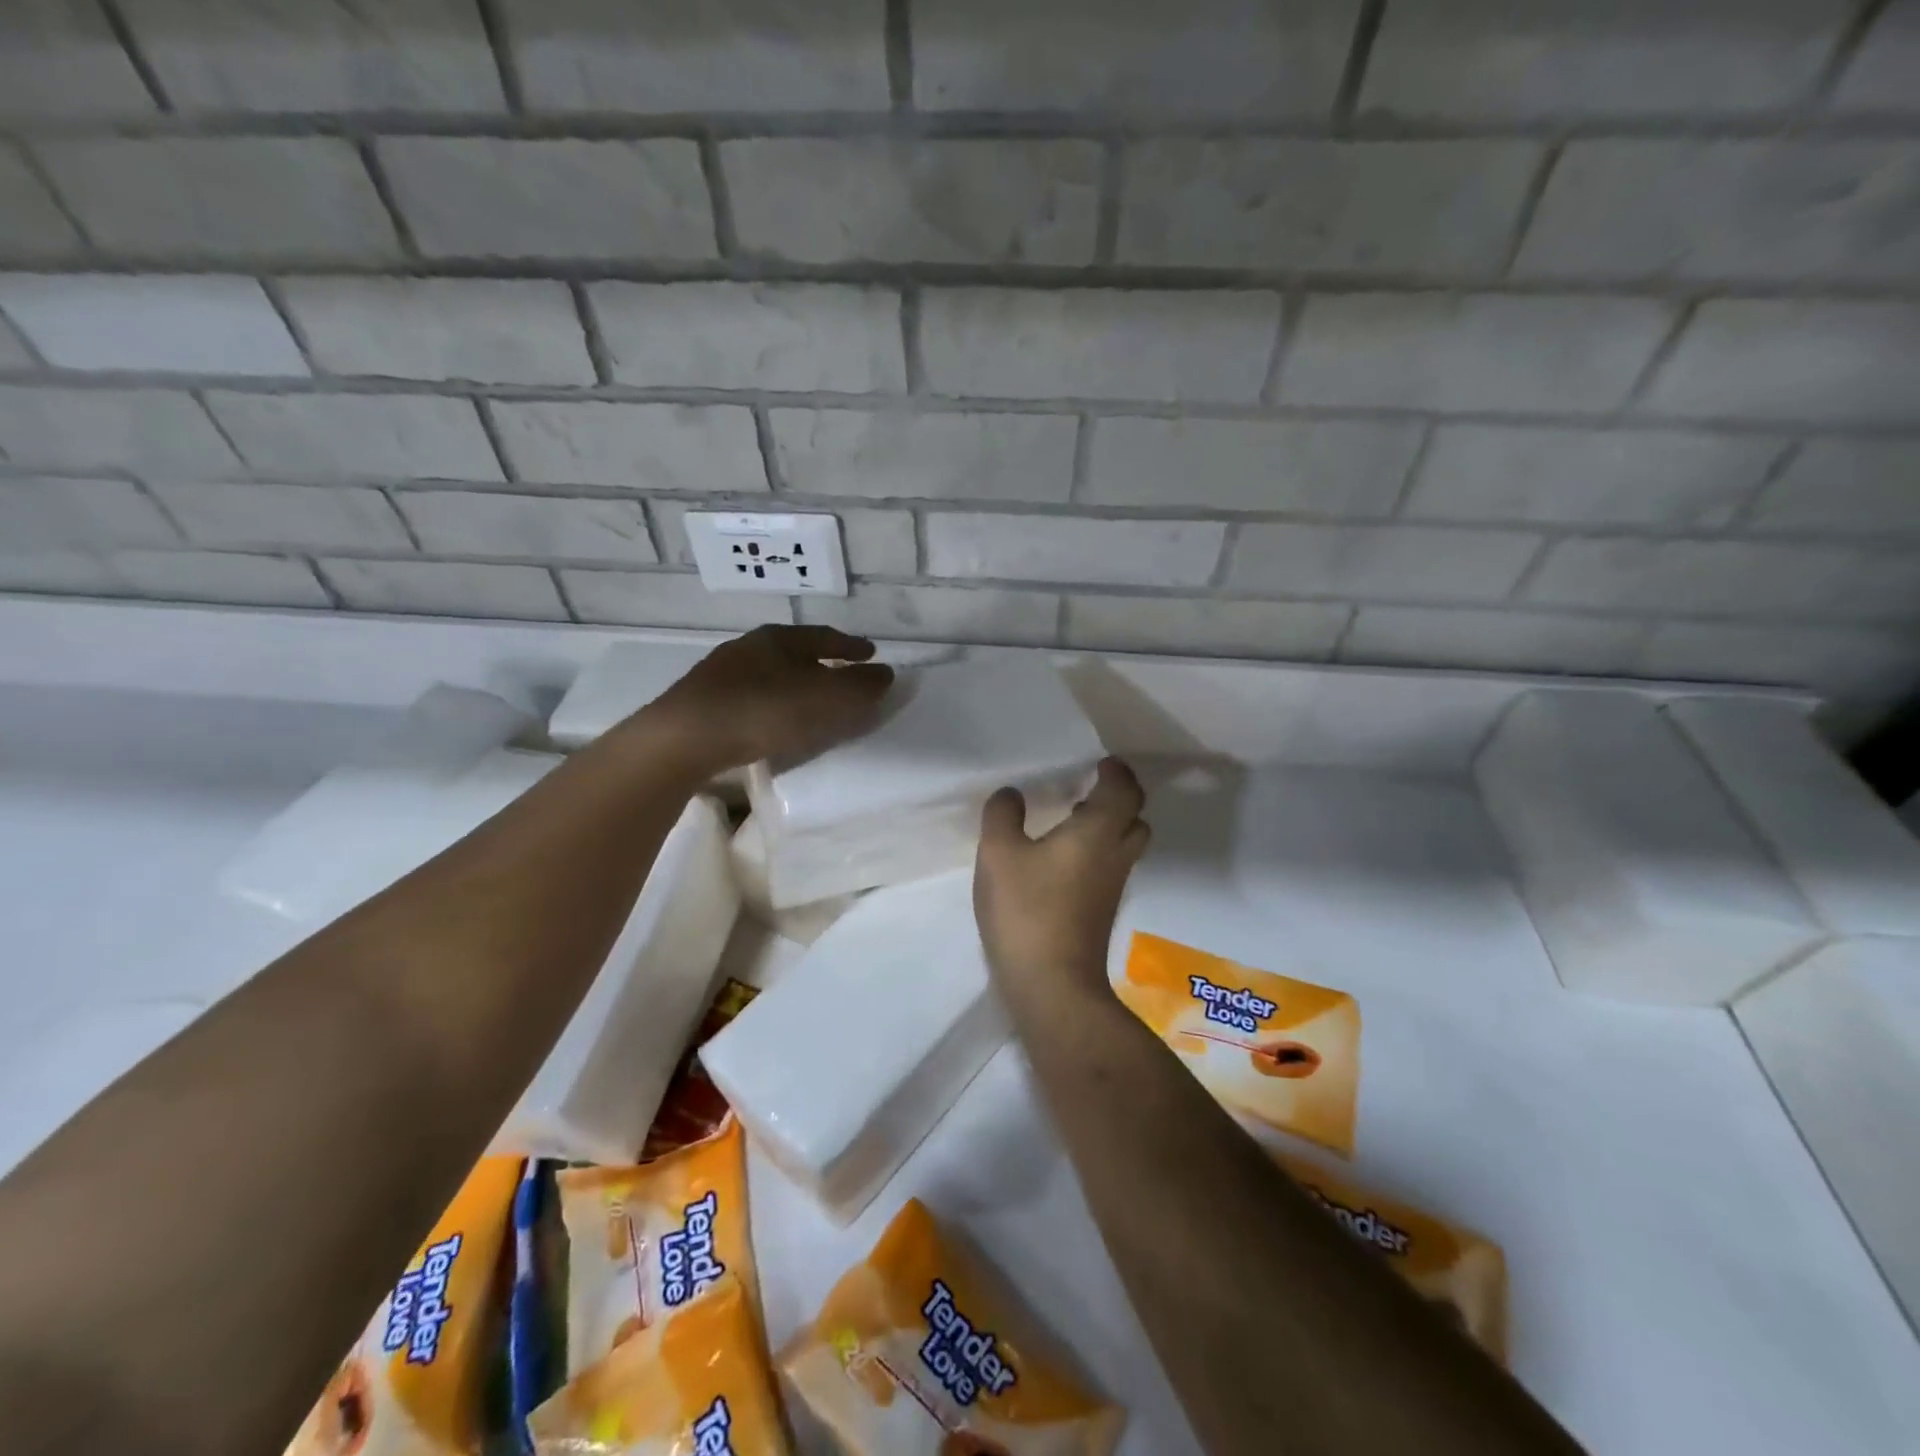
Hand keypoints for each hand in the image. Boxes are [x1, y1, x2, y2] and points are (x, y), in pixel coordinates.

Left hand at [646, 625, 894, 771]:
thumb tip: (886, 673)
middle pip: (795, 650)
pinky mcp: (704, 701)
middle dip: (822, 661)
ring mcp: (722, 673)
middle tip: (843, 674)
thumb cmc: (762, 711)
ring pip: (770, 672)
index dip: (851, 646)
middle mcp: (749, 647)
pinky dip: (772, 701)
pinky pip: (751, 694)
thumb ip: (858, 686)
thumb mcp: (823, 699)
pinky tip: (772, 719)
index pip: (824, 635)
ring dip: (794, 682)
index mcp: (779, 638)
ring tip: (810, 700)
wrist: (683, 738)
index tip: (871, 654)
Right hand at [974, 758, 1151, 1010]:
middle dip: (1119, 798)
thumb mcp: (999, 854)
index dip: (1116, 772)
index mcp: (1098, 832)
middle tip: (1091, 789)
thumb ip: (1003, 816)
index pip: (1123, 790)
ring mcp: (1113, 886)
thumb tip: (1012, 794)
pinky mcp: (1103, 910)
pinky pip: (1112, 865)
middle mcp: (1116, 854)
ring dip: (1110, 826)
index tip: (1101, 762)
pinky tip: (1064, 859)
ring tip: (1074, 819)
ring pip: (1126, 844)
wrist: (1052, 984)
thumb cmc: (1027, 910)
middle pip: (1135, 817)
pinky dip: (1099, 850)